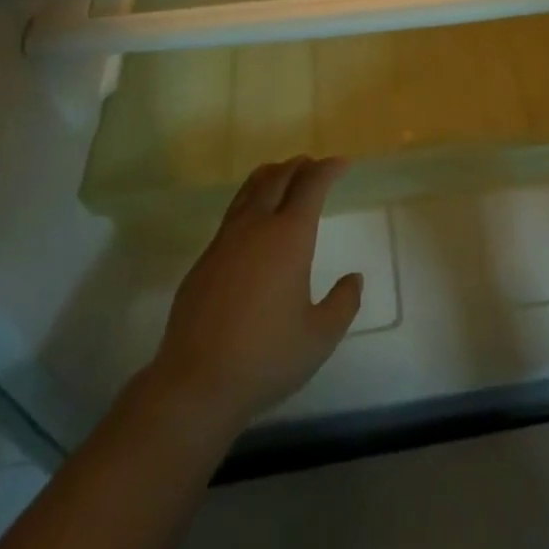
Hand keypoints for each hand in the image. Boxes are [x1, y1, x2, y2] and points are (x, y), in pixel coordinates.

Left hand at [148, 156, 362, 432]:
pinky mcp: (204, 260)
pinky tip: (254, 221)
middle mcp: (256, 227)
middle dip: (298, 166)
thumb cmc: (266, 358)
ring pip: (250, 191)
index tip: (341, 164)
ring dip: (271, 176)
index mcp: (289, 237)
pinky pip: (232, 214)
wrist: (195, 384)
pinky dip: (250, 201)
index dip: (327, 170)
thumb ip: (343, 303)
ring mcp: (225, 241)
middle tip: (313, 165)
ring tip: (283, 176)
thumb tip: (353, 278)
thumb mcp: (320, 337)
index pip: (311, 186)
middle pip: (278, 178)